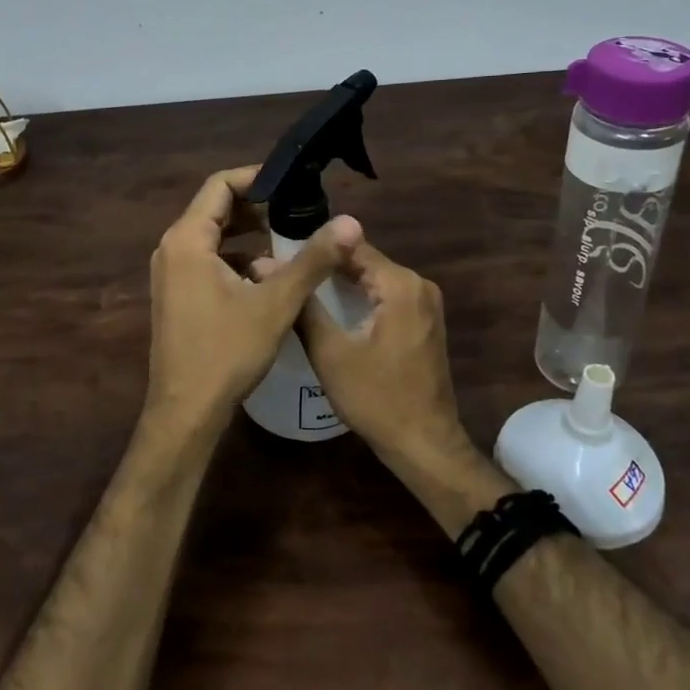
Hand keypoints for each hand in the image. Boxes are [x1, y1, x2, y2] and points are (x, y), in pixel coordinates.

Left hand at [145, 166, 361, 439]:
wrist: (186, 411)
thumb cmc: (227, 352)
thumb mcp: (276, 303)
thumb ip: (312, 259)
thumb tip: (350, 222)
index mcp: (187, 239)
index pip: (219, 185)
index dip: (257, 178)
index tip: (293, 184)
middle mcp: (172, 248)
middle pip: (215, 209)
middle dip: (257, 207)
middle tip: (299, 211)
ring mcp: (171, 273)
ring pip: (213, 237)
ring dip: (249, 235)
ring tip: (290, 240)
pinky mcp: (177, 294)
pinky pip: (208, 261)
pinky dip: (237, 259)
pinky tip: (268, 276)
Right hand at [295, 237, 472, 473]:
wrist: (424, 444)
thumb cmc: (376, 398)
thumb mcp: (330, 352)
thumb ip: (301, 304)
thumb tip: (265, 265)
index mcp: (400, 284)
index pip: (350, 245)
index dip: (314, 248)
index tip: (279, 254)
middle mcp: (418, 284)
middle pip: (362, 260)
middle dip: (324, 265)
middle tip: (282, 272)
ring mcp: (425, 302)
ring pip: (372, 278)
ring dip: (339, 282)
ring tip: (297, 286)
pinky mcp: (423, 320)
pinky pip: (384, 295)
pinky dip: (357, 297)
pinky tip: (328, 308)